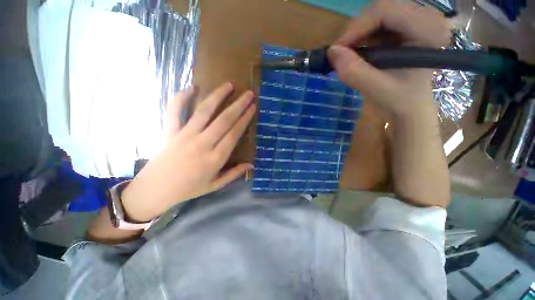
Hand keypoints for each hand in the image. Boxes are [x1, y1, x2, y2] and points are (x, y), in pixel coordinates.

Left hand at [121, 83, 255, 221]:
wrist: (155, 190)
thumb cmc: (189, 189)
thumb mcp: (215, 185)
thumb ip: (234, 174)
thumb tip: (251, 165)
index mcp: (215, 158)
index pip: (234, 133)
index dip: (245, 119)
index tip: (253, 107)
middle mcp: (202, 144)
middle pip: (224, 120)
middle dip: (239, 105)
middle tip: (249, 93)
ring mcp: (185, 136)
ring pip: (204, 111)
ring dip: (218, 96)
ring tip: (229, 85)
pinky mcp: (170, 132)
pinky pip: (174, 111)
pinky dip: (181, 98)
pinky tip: (191, 88)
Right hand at [327, 0, 450, 119]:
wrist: (408, 106)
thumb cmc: (398, 100)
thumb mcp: (376, 89)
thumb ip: (354, 71)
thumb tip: (331, 52)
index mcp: (428, 31)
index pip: (386, 10)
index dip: (357, 27)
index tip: (337, 50)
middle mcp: (424, 19)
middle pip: (380, 9)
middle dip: (355, 31)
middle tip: (341, 54)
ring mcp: (414, 21)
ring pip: (375, 15)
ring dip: (357, 35)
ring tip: (348, 57)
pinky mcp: (403, 28)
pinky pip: (375, 24)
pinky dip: (360, 38)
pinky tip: (357, 54)